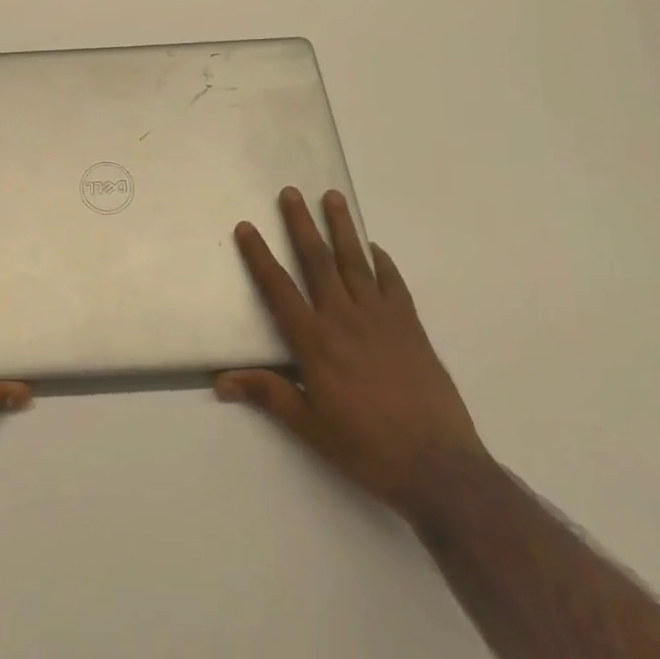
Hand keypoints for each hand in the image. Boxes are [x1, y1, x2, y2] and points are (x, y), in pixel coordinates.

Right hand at [217, 187, 486, 517]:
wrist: (438, 467)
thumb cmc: (367, 449)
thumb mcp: (311, 428)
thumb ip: (268, 395)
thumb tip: (221, 381)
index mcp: (315, 341)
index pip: (278, 288)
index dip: (259, 256)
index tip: (246, 227)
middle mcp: (344, 318)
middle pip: (317, 260)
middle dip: (301, 224)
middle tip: (291, 192)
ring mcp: (380, 318)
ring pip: (355, 261)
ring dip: (341, 227)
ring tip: (332, 197)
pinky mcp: (410, 326)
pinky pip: (393, 283)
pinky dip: (382, 262)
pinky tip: (375, 248)